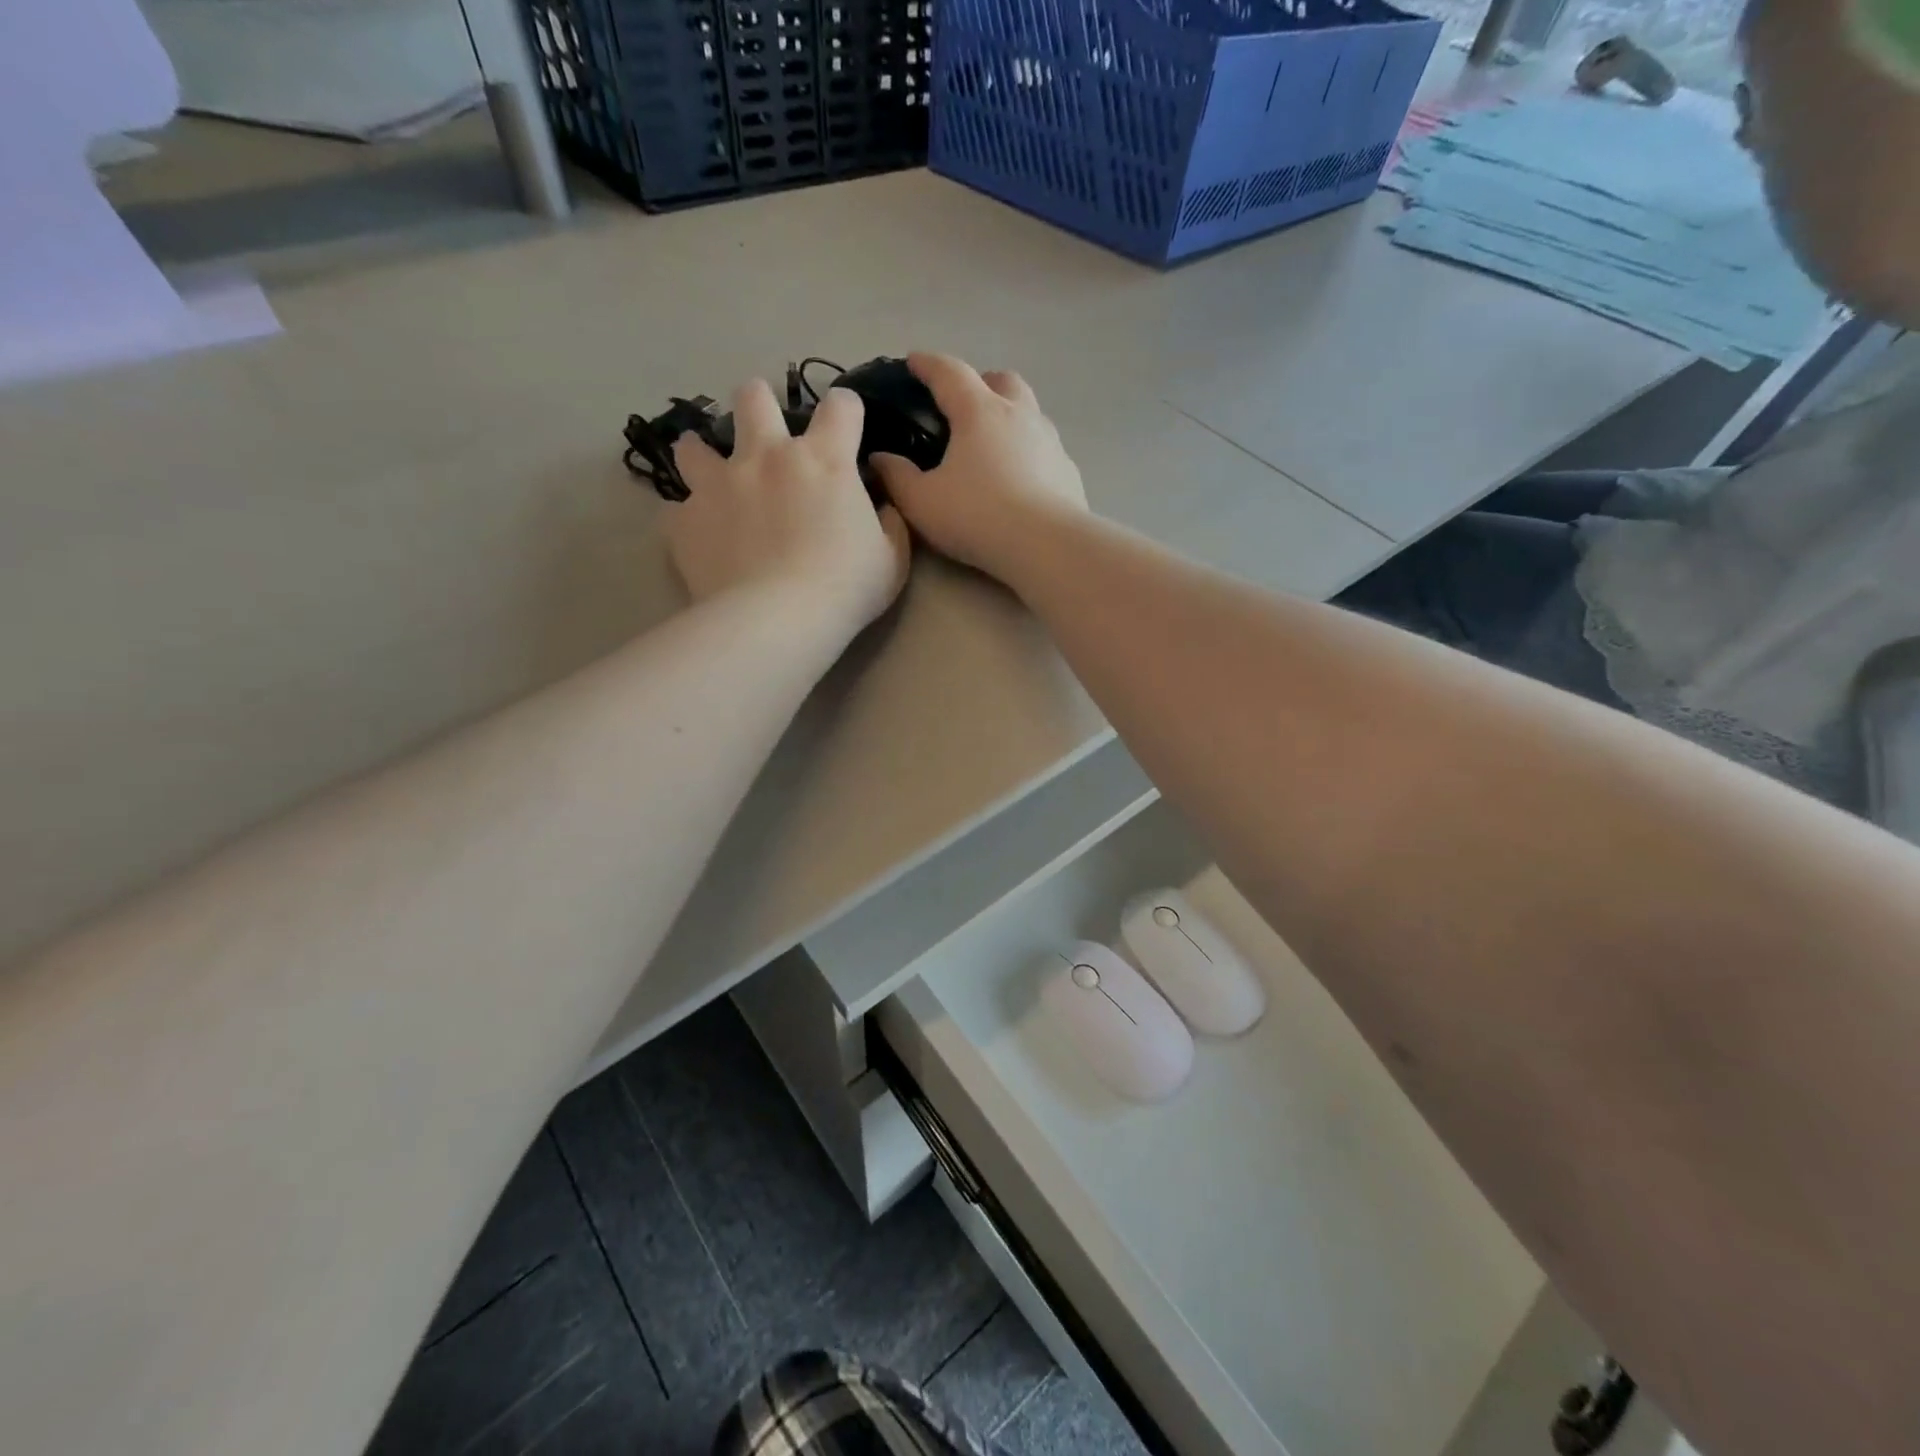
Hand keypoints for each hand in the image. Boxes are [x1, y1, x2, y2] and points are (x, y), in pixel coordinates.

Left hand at [666, 381, 909, 636]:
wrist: (777, 620)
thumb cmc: (845, 588)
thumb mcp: (891, 560)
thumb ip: (889, 524)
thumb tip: (882, 507)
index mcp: (824, 460)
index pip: (841, 405)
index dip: (846, 410)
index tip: (846, 428)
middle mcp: (766, 456)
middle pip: (753, 397)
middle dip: (759, 403)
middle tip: (764, 431)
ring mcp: (719, 484)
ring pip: (694, 445)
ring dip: (702, 453)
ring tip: (709, 471)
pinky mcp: (685, 519)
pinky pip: (677, 509)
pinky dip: (690, 518)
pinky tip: (699, 535)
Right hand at [869, 353, 1087, 581]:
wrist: (1047, 546)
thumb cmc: (978, 517)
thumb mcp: (922, 503)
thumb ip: (896, 477)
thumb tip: (879, 458)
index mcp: (979, 412)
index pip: (949, 372)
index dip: (928, 364)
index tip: (914, 362)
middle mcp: (1019, 415)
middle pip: (1001, 380)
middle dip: (980, 383)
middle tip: (962, 405)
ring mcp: (1050, 441)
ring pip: (1030, 412)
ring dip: (1010, 416)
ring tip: (992, 445)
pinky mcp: (1068, 470)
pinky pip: (1045, 448)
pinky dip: (1028, 452)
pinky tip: (1020, 478)